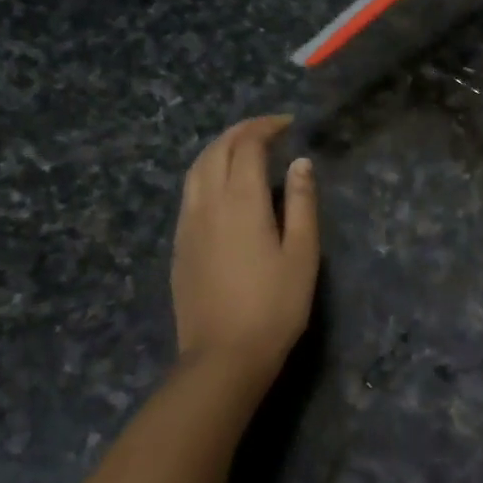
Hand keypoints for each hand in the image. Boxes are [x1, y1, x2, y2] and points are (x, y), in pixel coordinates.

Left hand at [170, 116, 318, 384]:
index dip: (266, 128)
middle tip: (268, 129)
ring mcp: (188, 223)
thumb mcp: (302, 253)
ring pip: (197, 168)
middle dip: (241, 131)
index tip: (288, 124)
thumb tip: (301, 163)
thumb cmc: (274, 306)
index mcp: (242, 201)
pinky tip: (221, 184)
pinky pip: (189, 191)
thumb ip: (303, 203)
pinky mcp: (179, 243)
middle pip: (217, 150)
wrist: (222, 357)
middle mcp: (208, 203)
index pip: (248, 146)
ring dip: (219, 148)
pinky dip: (206, 171)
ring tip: (243, 148)